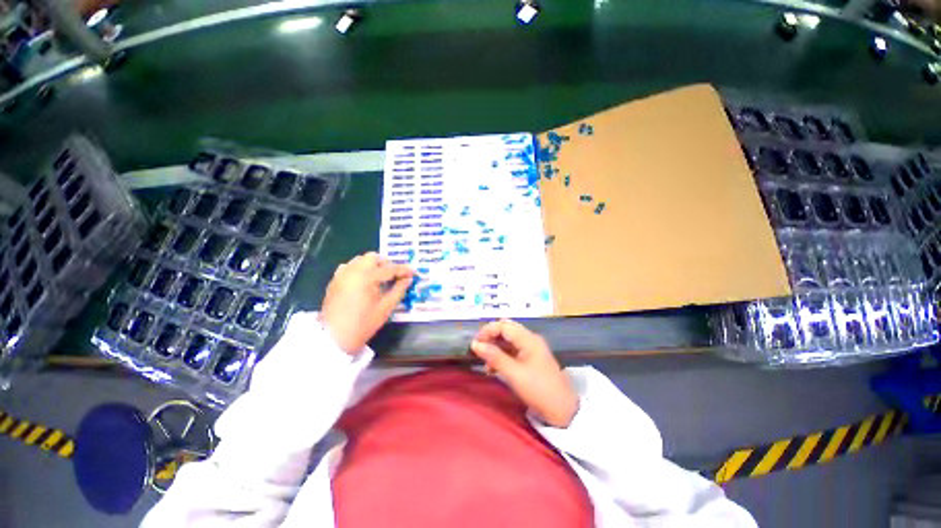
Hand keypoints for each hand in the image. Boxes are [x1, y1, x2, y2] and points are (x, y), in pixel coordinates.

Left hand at [320, 252, 414, 354]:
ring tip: (382, 278)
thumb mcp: (386, 308)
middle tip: (396, 275)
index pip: (389, 269)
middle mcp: (352, 270)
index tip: (414, 272)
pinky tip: (366, 281)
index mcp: (366, 277)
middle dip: (387, 264)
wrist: (334, 338)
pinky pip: (350, 267)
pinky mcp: (335, 280)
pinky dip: (361, 269)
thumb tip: (408, 279)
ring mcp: (342, 274)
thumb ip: (399, 290)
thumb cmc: (363, 324)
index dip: (403, 270)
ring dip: (373, 265)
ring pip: (360, 260)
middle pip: (373, 257)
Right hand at [470, 319, 578, 427]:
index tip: (475, 344)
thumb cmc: (538, 390)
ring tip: (485, 362)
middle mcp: (530, 339)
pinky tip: (494, 367)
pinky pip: (513, 349)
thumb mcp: (514, 374)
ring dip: (495, 346)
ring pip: (509, 339)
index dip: (488, 331)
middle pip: (506, 329)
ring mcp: (531, 348)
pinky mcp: (531, 358)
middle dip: (491, 336)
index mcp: (528, 339)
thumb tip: (475, 344)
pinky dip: (502, 354)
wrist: (563, 411)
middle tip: (479, 349)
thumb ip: (494, 357)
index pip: (504, 325)